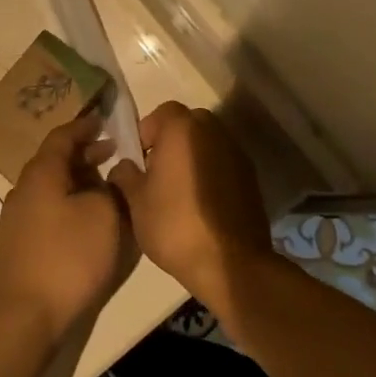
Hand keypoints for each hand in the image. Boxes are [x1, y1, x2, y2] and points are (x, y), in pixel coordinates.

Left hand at [0, 114, 134, 343]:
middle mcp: (25, 187)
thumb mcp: (104, 216)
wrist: (24, 314)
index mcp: (42, 172)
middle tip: (116, 154)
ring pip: (54, 186)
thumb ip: (110, 190)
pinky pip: (51, 208)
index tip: (106, 120)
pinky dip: (72, 203)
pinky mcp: (22, 242)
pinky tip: (91, 219)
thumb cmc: (68, 257)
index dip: (86, 126)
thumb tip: (107, 181)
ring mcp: (20, 216)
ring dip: (80, 181)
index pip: (63, 136)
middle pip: (57, 160)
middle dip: (86, 154)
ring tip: (109, 187)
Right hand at [110, 102, 273, 318]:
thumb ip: (125, 175)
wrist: (231, 264)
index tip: (139, 160)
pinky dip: (210, 174)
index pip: (161, 112)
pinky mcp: (251, 178)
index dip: (146, 133)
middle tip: (157, 172)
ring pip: (207, 144)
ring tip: (178, 191)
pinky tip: (200, 204)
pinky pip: (223, 164)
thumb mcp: (135, 201)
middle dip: (170, 142)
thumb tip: (124, 166)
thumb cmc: (175, 225)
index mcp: (182, 129)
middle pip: (187, 124)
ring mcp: (236, 154)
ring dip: (192, 157)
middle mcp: (213, 131)